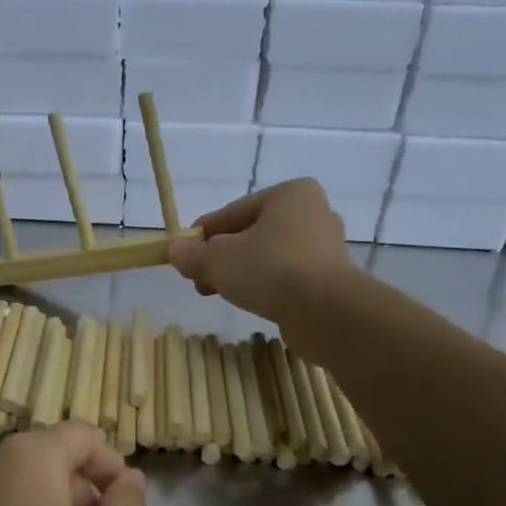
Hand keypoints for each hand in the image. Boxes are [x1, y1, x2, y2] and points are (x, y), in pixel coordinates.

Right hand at [168, 179, 355, 325]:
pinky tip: (250, 301)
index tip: (183, 256)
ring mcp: (325, 246)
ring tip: (220, 293)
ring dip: (241, 273)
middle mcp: (313, 212)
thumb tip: (174, 250)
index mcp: (289, 194)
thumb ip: (193, 254)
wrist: (326, 312)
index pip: (232, 213)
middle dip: (222, 257)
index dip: (202, 236)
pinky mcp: (331, 278)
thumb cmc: (270, 270)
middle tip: (199, 280)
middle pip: (251, 234)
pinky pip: (287, 276)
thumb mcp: (218, 260)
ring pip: (269, 256)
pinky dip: (266, 285)